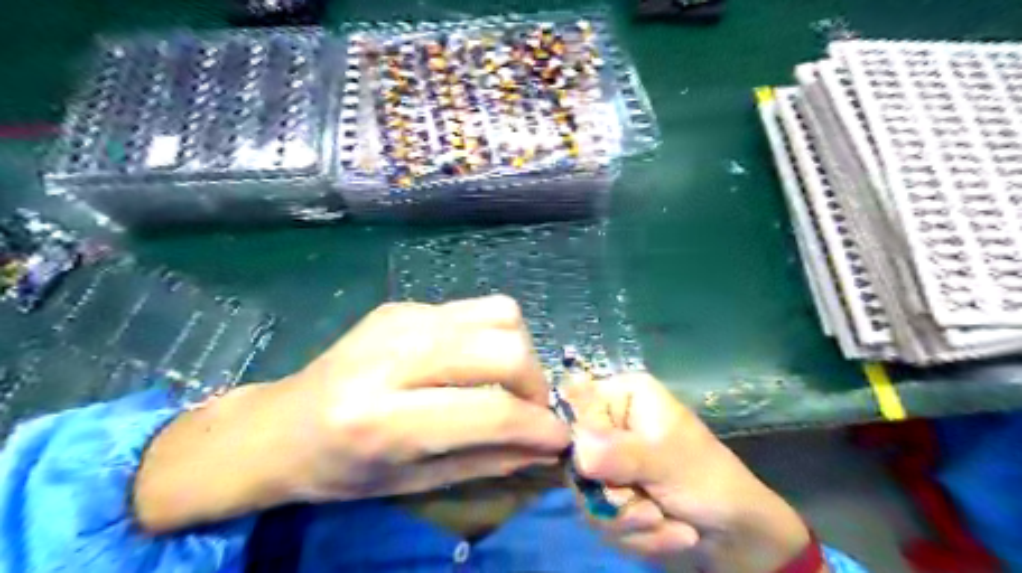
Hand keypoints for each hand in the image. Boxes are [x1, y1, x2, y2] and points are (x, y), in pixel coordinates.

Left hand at [282, 295, 571, 501]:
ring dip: (519, 352)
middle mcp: (393, 356)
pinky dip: (492, 337)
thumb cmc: (338, 469)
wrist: (279, 425)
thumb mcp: (411, 483)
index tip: (560, 437)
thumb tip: (546, 447)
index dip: (537, 425)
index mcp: (382, 419)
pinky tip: (473, 364)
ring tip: (508, 384)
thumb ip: (488, 461)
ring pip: (499, 313)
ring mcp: (400, 319)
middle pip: (503, 347)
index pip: (488, 412)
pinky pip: (475, 309)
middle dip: (534, 381)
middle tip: (531, 409)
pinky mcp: (404, 305)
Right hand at [562, 375, 820, 569]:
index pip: (574, 405)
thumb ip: (619, 452)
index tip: (593, 469)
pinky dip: (640, 537)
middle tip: (648, 507)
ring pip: (587, 496)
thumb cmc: (710, 480)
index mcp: (623, 398)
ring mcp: (611, 463)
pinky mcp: (615, 498)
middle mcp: (611, 425)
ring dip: (630, 521)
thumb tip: (578, 451)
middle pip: (575, 459)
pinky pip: (603, 522)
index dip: (577, 440)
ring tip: (666, 521)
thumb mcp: (666, 461)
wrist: (743, 535)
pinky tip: (674, 533)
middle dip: (614, 496)